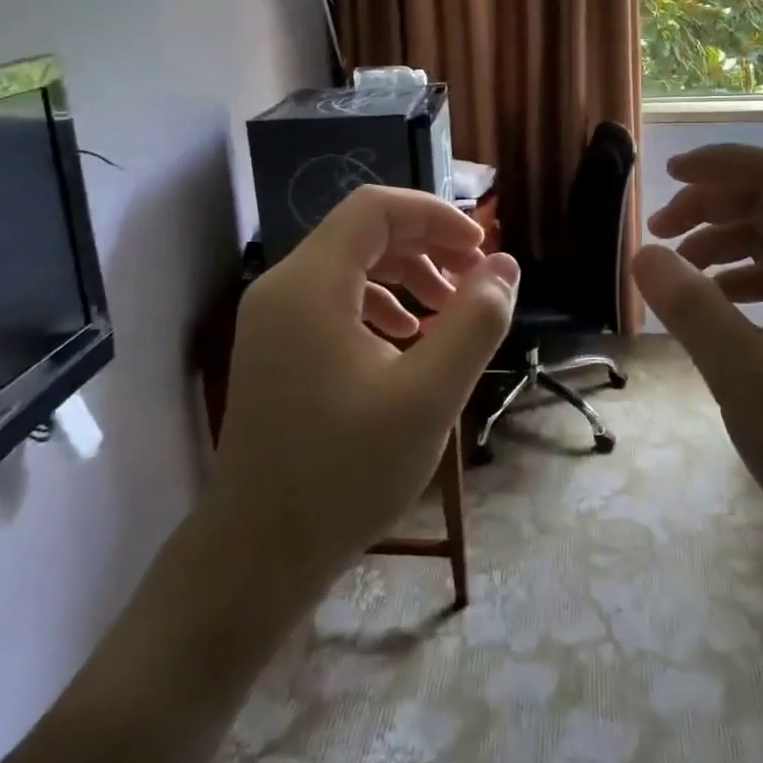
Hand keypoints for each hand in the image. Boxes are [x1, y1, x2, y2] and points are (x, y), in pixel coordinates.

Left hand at [208, 186, 519, 598]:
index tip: (481, 250)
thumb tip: (505, 265)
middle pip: (363, 232)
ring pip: (350, 266)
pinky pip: (334, 300)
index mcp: (310, 285)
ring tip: (448, 313)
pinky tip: (407, 342)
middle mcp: (282, 288)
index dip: (435, 215)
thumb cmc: (345, 473)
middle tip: (475, 281)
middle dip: (426, 245)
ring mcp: (273, 320)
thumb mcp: (428, 396)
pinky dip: (380, 305)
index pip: (376, 208)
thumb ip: (474, 322)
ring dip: (406, 275)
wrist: (257, 555)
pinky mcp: (276, 349)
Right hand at [631, 144, 762, 541]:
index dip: (723, 162)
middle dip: (712, 204)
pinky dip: (738, 276)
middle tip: (659, 234)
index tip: (668, 175)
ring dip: (721, 240)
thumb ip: (692, 310)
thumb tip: (644, 254)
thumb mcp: (744, 377)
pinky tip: (711, 305)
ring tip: (675, 270)